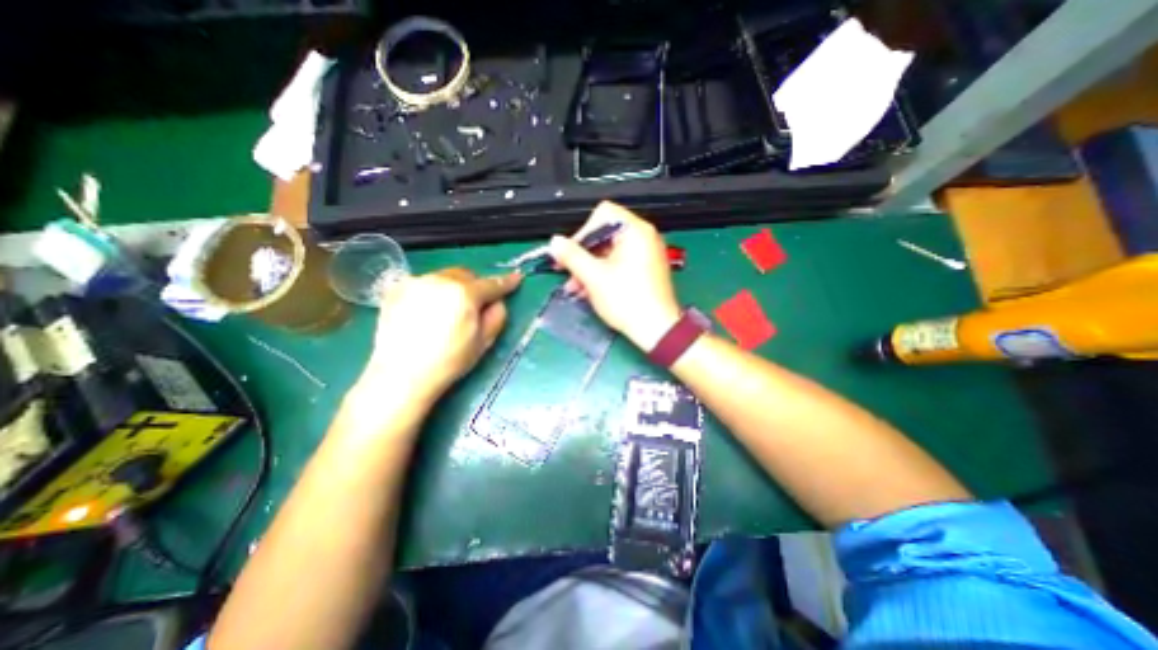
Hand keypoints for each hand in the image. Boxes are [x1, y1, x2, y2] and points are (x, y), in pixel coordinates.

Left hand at [358, 268, 519, 400]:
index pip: (491, 284)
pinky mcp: (396, 289)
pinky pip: (424, 283)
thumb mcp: (483, 342)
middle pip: (466, 275)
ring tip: (448, 310)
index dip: (506, 282)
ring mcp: (415, 282)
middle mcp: (440, 280)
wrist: (402, 375)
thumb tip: (497, 302)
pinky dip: (432, 291)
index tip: (516, 278)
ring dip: (453, 288)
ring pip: (444, 277)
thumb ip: (497, 316)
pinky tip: (428, 311)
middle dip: (475, 286)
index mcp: (464, 294)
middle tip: (475, 305)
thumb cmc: (449, 361)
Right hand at [547, 201, 680, 349]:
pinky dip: (603, 273)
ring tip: (576, 287)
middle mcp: (644, 237)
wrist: (656, 330)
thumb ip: (572, 256)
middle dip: (582, 254)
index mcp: (636, 231)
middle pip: (604, 234)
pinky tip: (589, 290)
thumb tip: (555, 242)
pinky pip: (618, 263)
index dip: (582, 232)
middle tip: (568, 271)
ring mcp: (646, 254)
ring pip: (609, 251)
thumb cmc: (629, 302)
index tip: (570, 252)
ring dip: (589, 267)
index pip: (602, 214)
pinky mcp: (645, 269)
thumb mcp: (594, 277)